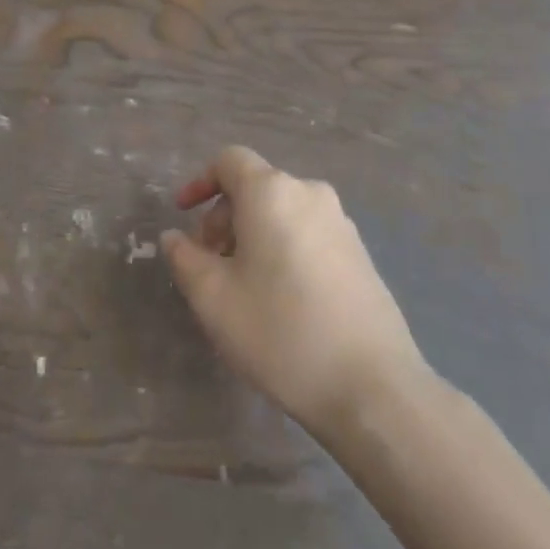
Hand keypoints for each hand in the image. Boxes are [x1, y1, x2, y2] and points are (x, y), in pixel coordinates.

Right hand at [162, 147, 431, 438]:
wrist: (374, 387)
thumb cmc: (281, 333)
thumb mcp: (214, 299)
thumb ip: (185, 259)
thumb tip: (175, 238)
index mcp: (271, 192)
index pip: (229, 160)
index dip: (200, 182)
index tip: (183, 216)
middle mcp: (309, 193)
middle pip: (255, 186)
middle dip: (223, 217)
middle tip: (209, 264)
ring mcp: (341, 223)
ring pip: (282, 212)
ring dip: (253, 235)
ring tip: (242, 286)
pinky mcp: (360, 254)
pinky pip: (307, 233)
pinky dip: (283, 248)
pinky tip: (281, 299)